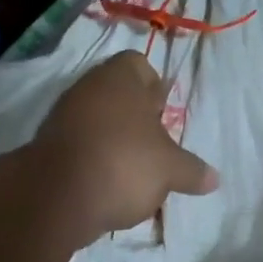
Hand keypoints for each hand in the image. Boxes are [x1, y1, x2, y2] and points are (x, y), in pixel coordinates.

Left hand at [34, 51, 217, 239]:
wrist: (57, 196)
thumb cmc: (125, 163)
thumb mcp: (170, 169)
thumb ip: (192, 171)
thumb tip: (214, 179)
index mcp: (120, 78)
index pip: (138, 65)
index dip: (154, 86)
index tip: (163, 113)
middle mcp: (88, 88)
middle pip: (116, 94)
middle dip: (135, 117)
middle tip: (154, 144)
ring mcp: (63, 117)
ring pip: (96, 121)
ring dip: (114, 140)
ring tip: (134, 170)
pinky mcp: (48, 147)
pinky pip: (80, 146)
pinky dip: (94, 160)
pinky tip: (108, 184)